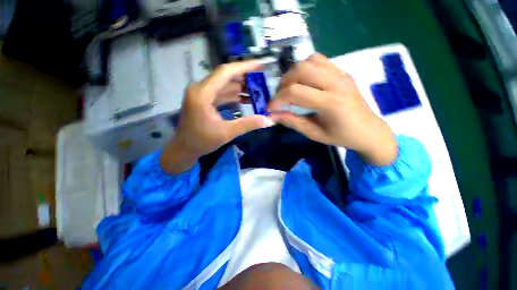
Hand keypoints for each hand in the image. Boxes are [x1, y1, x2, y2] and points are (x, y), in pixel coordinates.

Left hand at [160, 60, 274, 173]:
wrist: (184, 149)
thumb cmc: (202, 141)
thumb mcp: (226, 133)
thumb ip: (248, 125)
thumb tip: (268, 120)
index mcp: (202, 94)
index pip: (225, 72)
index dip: (244, 67)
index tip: (260, 64)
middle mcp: (200, 89)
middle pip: (225, 77)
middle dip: (245, 77)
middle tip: (262, 80)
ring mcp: (201, 94)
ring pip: (224, 85)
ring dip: (241, 87)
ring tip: (258, 90)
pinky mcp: (204, 100)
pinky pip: (221, 93)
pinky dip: (234, 95)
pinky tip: (247, 99)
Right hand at [269, 53, 396, 165]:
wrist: (369, 130)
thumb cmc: (342, 136)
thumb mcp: (314, 133)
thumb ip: (293, 122)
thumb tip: (273, 116)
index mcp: (330, 103)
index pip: (295, 92)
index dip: (277, 99)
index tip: (271, 108)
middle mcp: (336, 83)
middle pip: (301, 69)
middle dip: (283, 83)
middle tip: (280, 96)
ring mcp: (341, 74)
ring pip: (309, 60)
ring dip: (294, 73)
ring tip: (291, 87)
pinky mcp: (343, 72)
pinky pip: (320, 60)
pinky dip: (306, 68)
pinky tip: (305, 82)